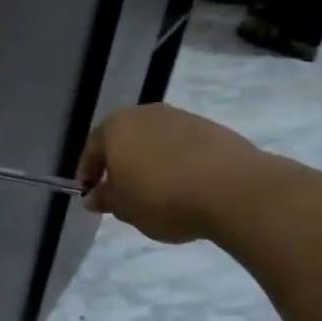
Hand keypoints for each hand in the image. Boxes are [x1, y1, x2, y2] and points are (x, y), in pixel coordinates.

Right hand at [78, 105, 265, 243]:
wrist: (233, 189)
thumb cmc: (162, 197)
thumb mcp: (124, 207)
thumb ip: (104, 199)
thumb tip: (93, 196)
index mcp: (116, 126)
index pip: (92, 148)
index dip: (88, 172)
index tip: (91, 194)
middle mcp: (145, 113)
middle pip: (125, 139)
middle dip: (121, 164)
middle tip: (123, 192)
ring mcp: (181, 118)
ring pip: (155, 141)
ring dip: (151, 162)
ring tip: (157, 193)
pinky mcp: (211, 129)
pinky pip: (183, 147)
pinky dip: (178, 163)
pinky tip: (185, 186)